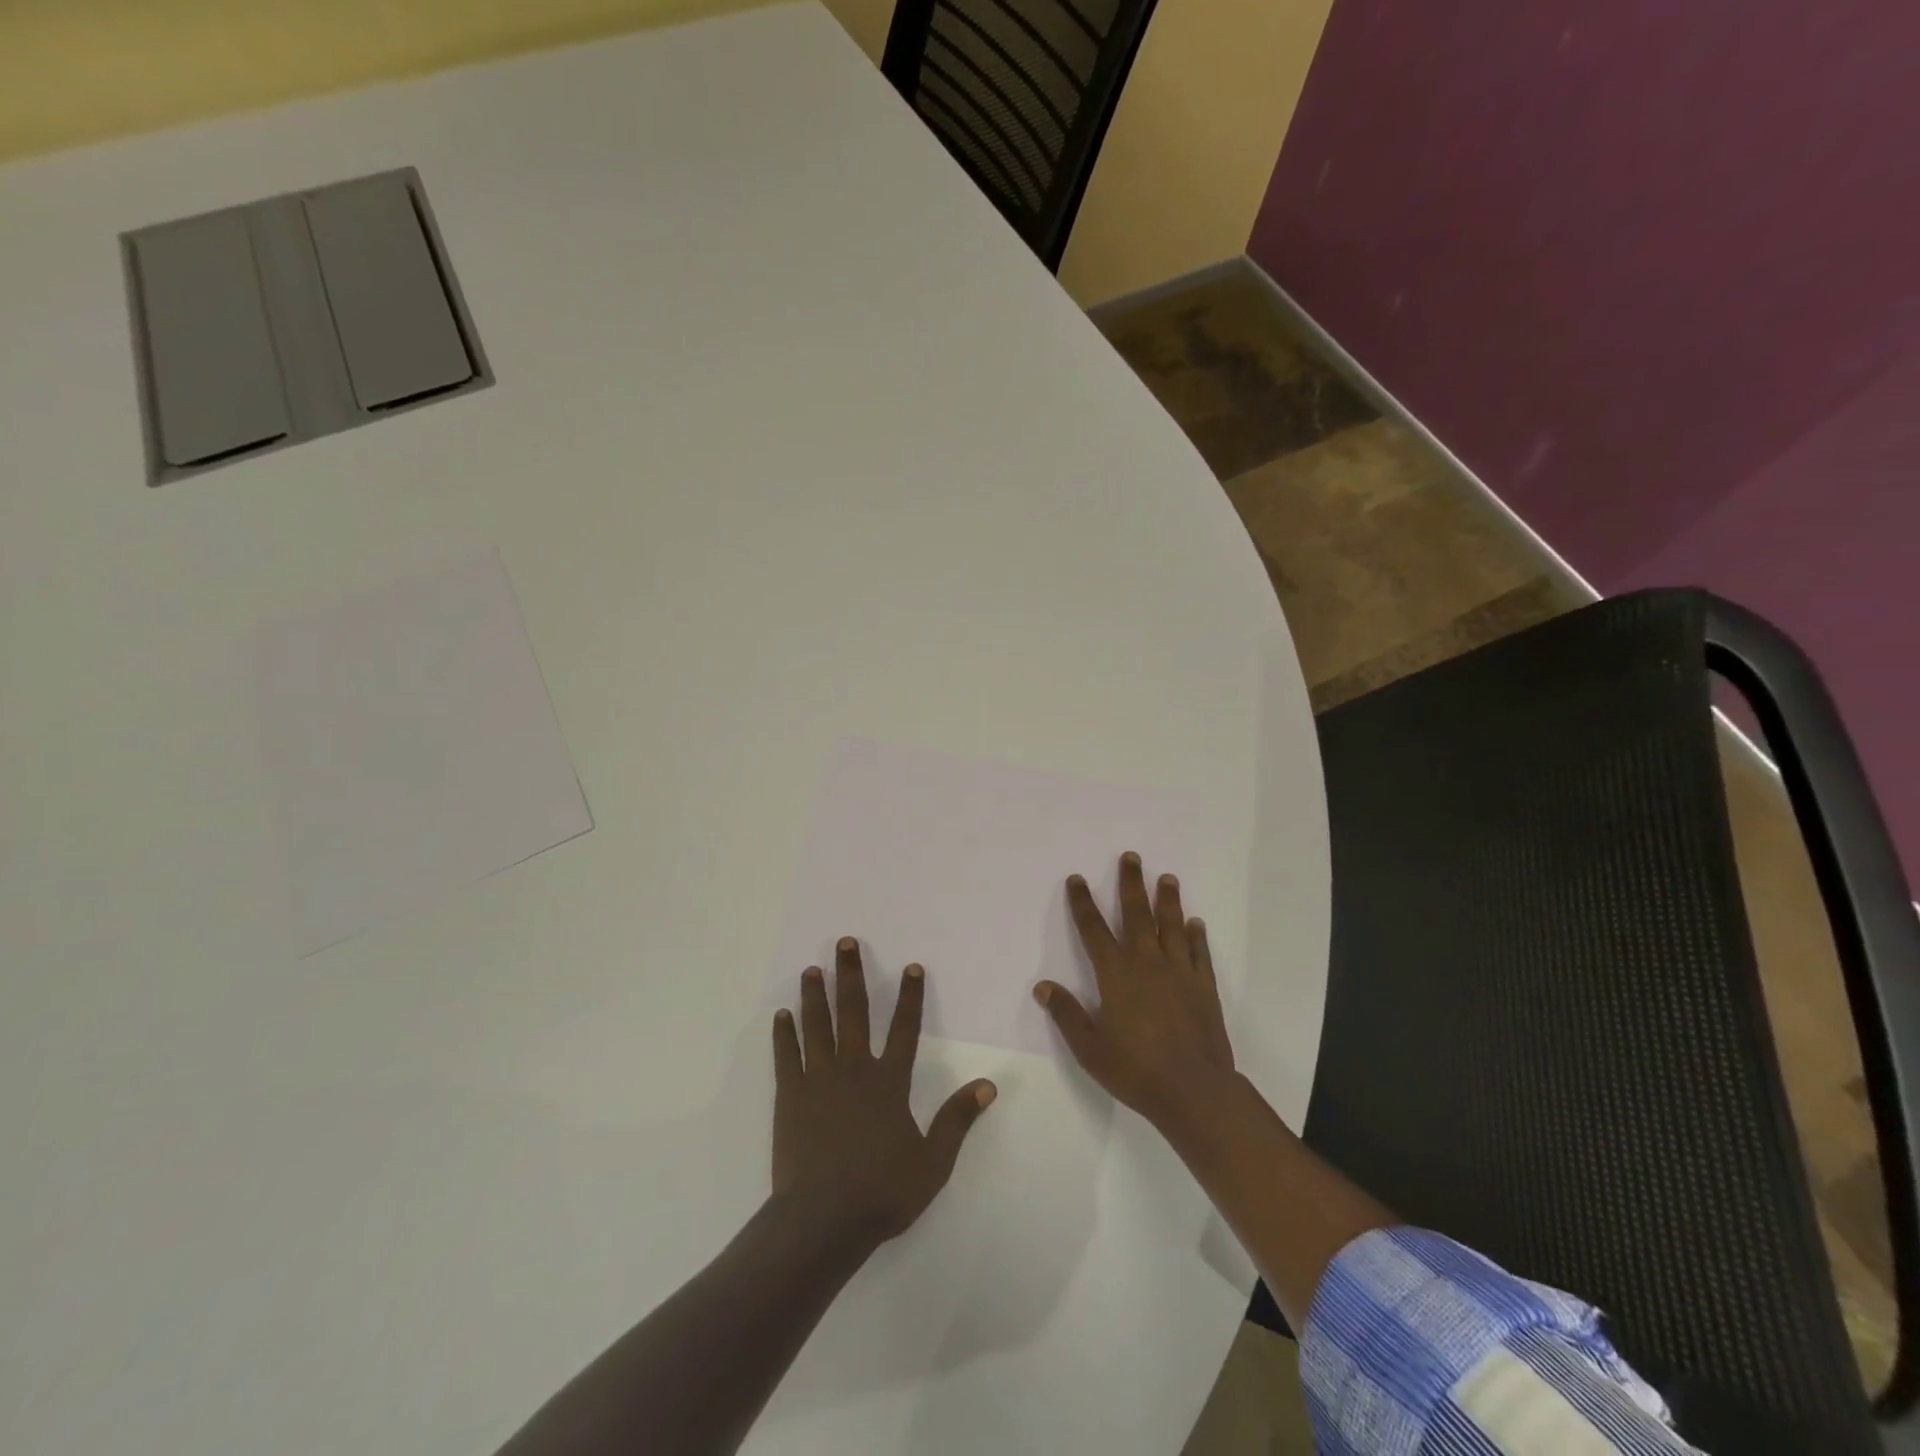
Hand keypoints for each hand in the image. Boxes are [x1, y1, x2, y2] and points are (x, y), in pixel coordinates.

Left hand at [772, 938, 995, 1254]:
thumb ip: (958, 1120)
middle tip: (844, 942)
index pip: (904, 1029)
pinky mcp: (790, 1097)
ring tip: (811, 969)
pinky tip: (781, 1015)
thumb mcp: (933, 1163)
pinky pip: (786, 1057)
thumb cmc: (881, 1193)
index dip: (910, 996)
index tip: (910, 966)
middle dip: (851, 975)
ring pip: (817, 1027)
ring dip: (814, 996)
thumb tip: (989, 1084)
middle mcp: (854, 1070)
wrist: (822, 1222)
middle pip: (853, 1013)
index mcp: (889, 1083)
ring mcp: (818, 1081)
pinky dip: (784, 1034)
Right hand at [1034, 852, 1234, 1133]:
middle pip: (1136, 915)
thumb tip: (1043, 986)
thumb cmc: (1135, 1070)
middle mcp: (1147, 964)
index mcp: (1116, 975)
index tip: (1076, 879)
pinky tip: (1196, 922)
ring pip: (1172, 926)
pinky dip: (1197, 936)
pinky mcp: (1204, 987)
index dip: (1082, 903)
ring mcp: (1179, 973)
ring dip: (1167, 900)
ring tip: (1166, 877)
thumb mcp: (1089, 1048)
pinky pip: (1200, 953)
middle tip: (1131, 856)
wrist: (1194, 1091)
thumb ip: (1067, 1014)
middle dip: (1131, 884)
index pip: (1093, 930)